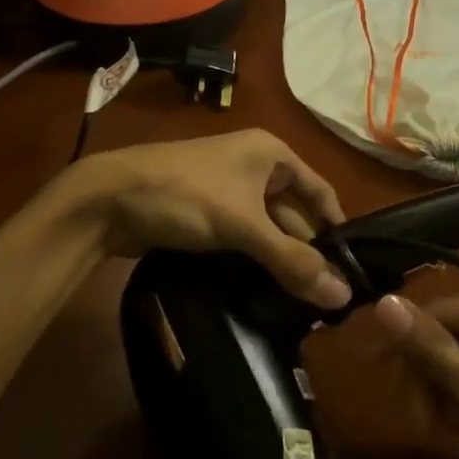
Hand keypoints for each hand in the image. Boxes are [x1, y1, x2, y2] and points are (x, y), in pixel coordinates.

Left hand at [70, 130, 350, 309]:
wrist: (107, 199)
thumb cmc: (185, 195)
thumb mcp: (243, 226)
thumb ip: (292, 261)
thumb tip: (343, 297)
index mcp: (271, 154)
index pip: (319, 191)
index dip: (336, 228)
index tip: (351, 270)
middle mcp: (253, 167)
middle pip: (292, 214)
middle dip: (305, 252)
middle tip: (325, 298)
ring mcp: (226, 191)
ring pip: (265, 230)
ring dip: (277, 261)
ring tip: (299, 304)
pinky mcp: (204, 214)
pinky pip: (240, 238)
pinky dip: (252, 261)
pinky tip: (262, 292)